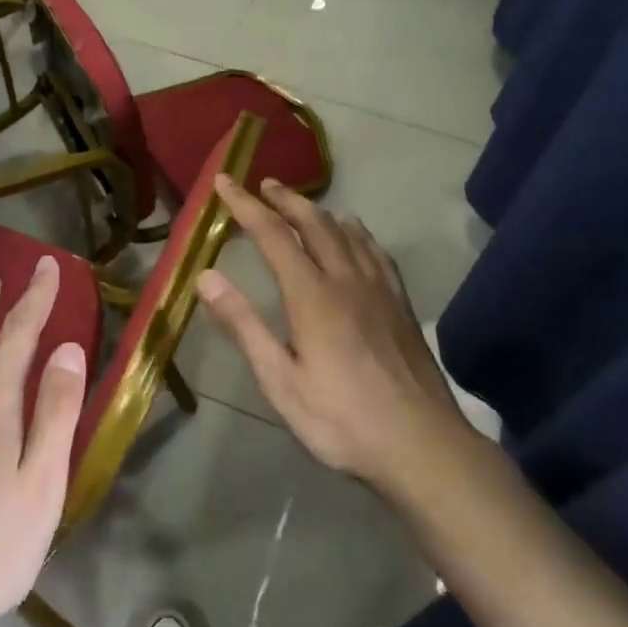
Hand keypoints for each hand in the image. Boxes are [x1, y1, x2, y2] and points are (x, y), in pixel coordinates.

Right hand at [195, 176, 478, 488]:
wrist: (421, 445)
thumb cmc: (341, 420)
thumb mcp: (280, 381)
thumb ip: (244, 326)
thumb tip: (206, 277)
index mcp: (312, 296)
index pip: (273, 235)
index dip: (246, 206)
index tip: (224, 181)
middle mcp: (347, 280)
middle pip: (315, 223)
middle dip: (285, 199)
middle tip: (264, 184)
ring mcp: (380, 289)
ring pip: (348, 232)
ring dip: (319, 211)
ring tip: (302, 203)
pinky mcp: (401, 304)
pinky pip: (376, 251)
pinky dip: (357, 232)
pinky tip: (355, 235)